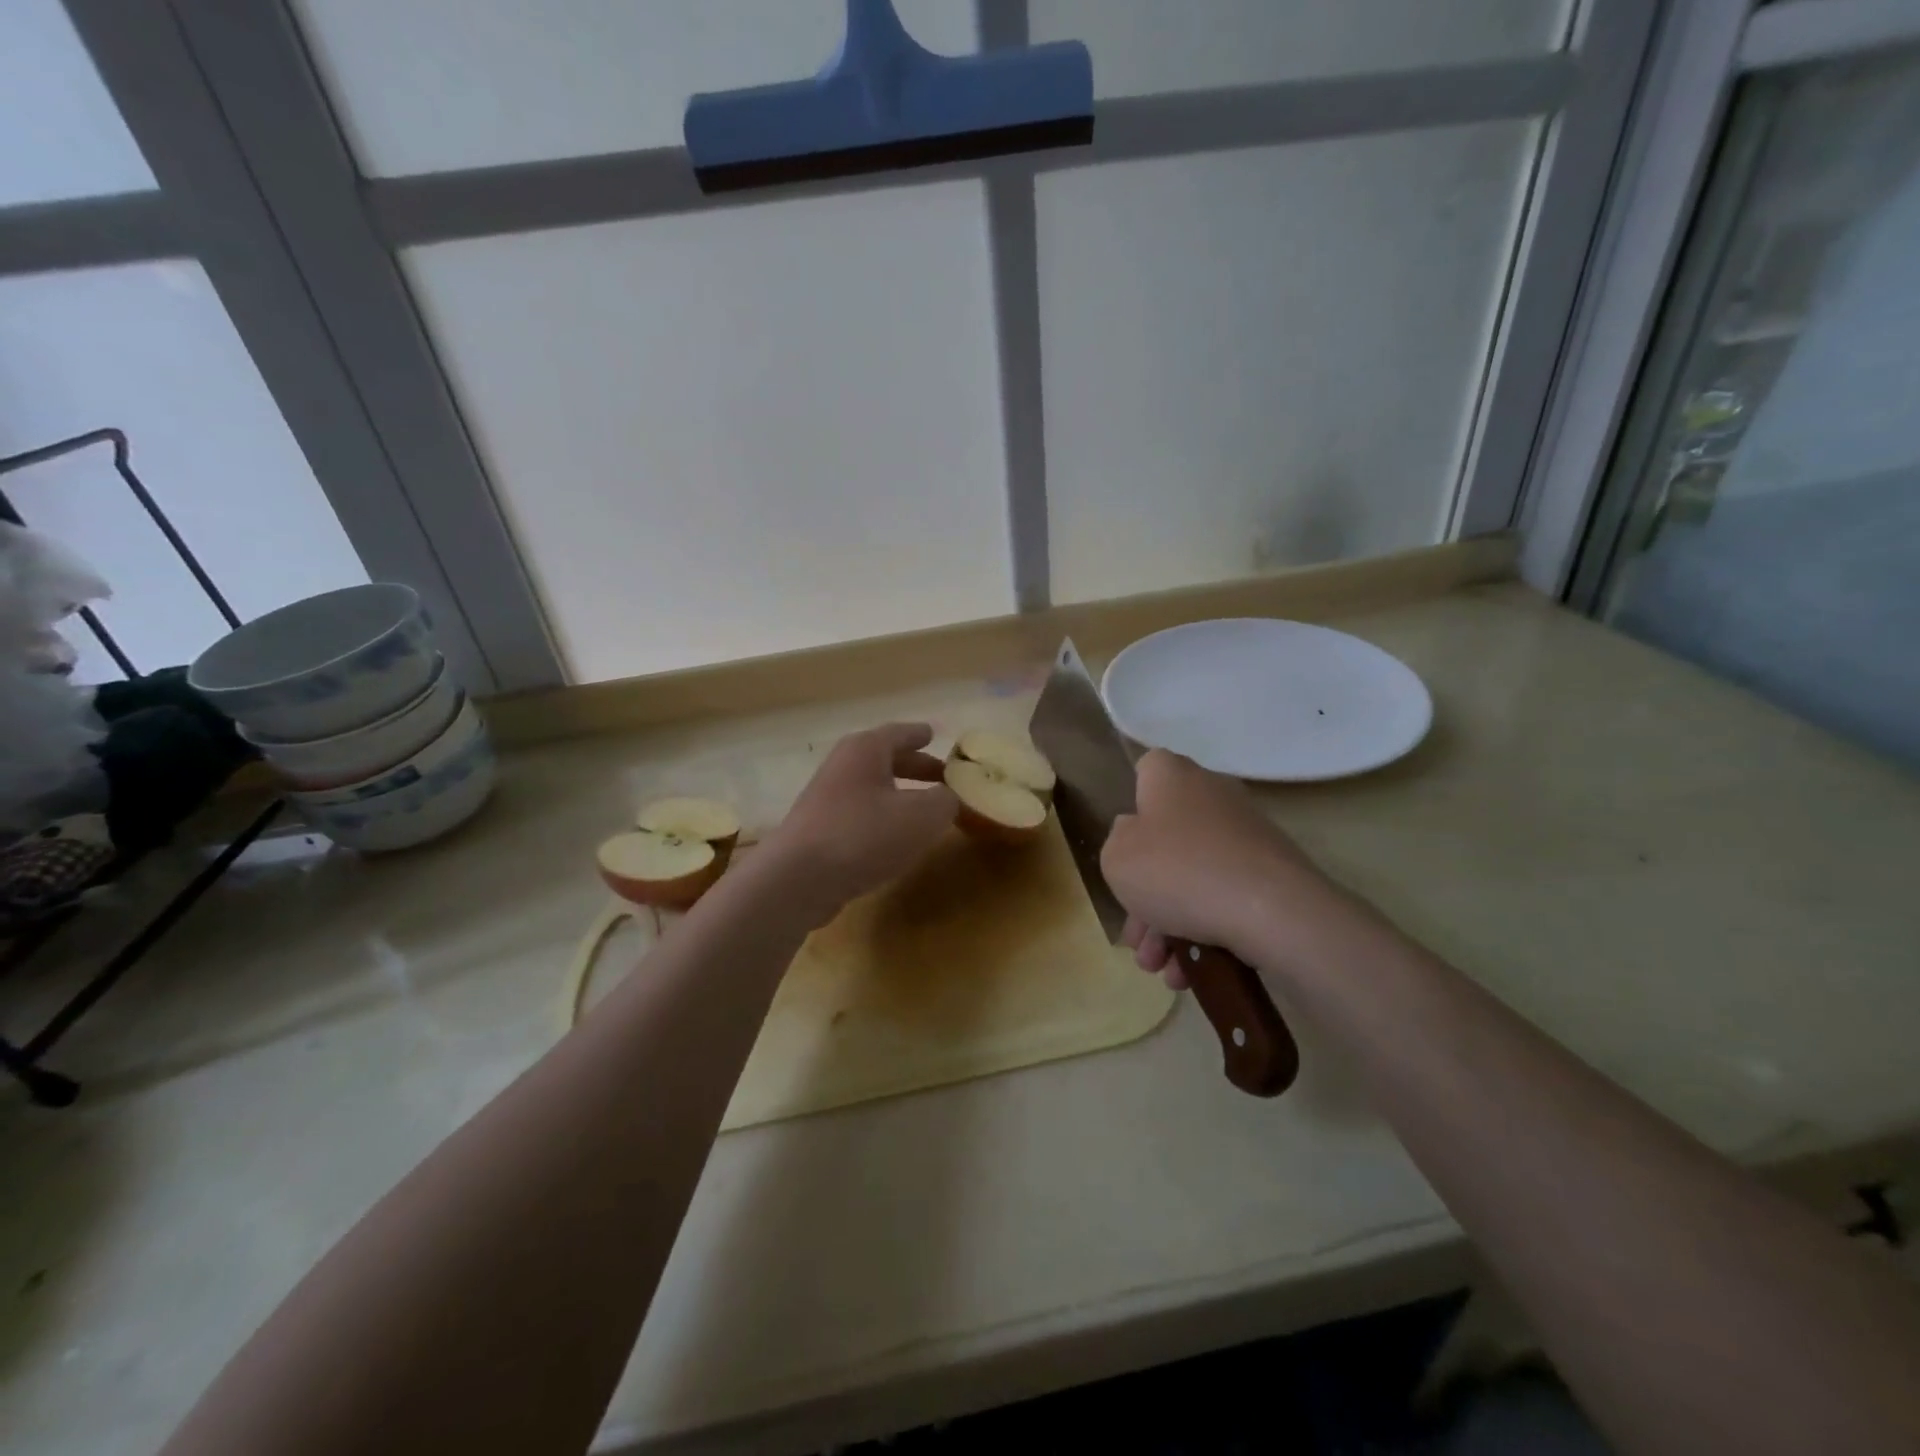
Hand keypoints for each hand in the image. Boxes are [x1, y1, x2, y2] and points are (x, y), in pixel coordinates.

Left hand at [760, 723, 958, 924]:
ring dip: (899, 795)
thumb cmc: (863, 835)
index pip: (900, 733)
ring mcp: (827, 798)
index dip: (920, 734)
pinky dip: (883, 818)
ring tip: (925, 810)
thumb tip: (948, 798)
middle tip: (943, 777)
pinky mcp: (819, 830)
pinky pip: (860, 814)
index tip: (935, 734)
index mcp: (866, 750)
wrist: (797, 879)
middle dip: (916, 767)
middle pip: (885, 760)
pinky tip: (896, 839)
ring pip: (872, 788)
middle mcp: (843, 766)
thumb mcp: (921, 817)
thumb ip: (945, 802)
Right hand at [1101, 749, 1354, 988]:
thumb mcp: (1116, 858)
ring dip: (1170, 924)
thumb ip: (1116, 842)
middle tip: (1137, 938)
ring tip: (1161, 969)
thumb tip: (1137, 836)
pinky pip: (1224, 895)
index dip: (1130, 804)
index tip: (1123, 845)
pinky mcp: (1271, 872)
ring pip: (1193, 875)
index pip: (1145, 770)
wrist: (1272, 912)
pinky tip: (1191, 972)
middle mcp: (1212, 794)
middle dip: (1145, 894)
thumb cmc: (1178, 871)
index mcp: (1172, 777)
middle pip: (1166, 838)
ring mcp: (1246, 834)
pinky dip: (1204, 929)